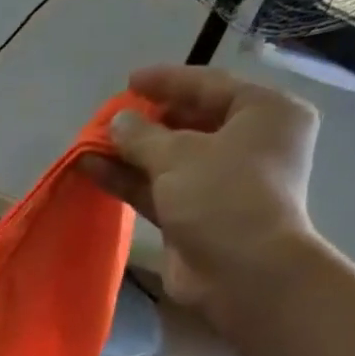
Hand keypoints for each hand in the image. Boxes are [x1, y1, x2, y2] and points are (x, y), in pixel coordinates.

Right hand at [77, 65, 319, 309]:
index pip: (210, 86)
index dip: (167, 82)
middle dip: (143, 123)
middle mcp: (247, 145)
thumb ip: (142, 135)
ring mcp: (220, 184)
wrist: (241, 274)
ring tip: (89, 144)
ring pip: (168, 160)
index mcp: (265, 113)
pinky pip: (158, 189)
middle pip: (188, 123)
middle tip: (106, 120)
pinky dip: (129, 180)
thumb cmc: (223, 197)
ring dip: (129, 153)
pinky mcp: (194, 217)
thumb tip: (116, 122)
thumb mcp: (179, 155)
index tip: (129, 81)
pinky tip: (93, 170)